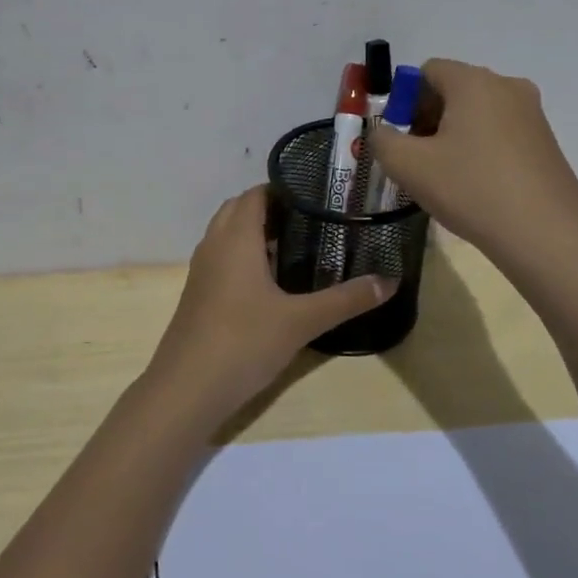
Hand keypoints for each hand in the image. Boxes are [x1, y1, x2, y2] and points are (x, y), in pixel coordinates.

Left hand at [146, 187, 393, 412]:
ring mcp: (201, 271)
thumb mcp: (301, 321)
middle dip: (270, 208)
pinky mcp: (198, 295)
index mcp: (236, 238)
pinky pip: (221, 259)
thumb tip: (390, 281)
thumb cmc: (244, 341)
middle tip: (311, 220)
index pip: (255, 194)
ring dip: (254, 233)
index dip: (283, 188)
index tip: (317, 195)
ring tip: (296, 246)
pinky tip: (270, 283)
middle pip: (238, 209)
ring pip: (227, 235)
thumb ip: (346, 299)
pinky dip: (243, 257)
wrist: (187, 388)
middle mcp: (214, 245)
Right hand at [368, 58, 577, 262]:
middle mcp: (507, 86)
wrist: (546, 233)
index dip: (404, 100)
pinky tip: (475, 185)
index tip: (400, 137)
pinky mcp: (546, 142)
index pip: (427, 70)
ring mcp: (532, 114)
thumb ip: (382, 140)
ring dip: (453, 135)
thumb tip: (384, 133)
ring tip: (444, 176)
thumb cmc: (471, 189)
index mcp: (474, 82)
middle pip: (453, 89)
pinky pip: (500, 132)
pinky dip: (480, 149)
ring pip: (477, 113)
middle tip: (417, 158)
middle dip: (427, 118)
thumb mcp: (407, 165)